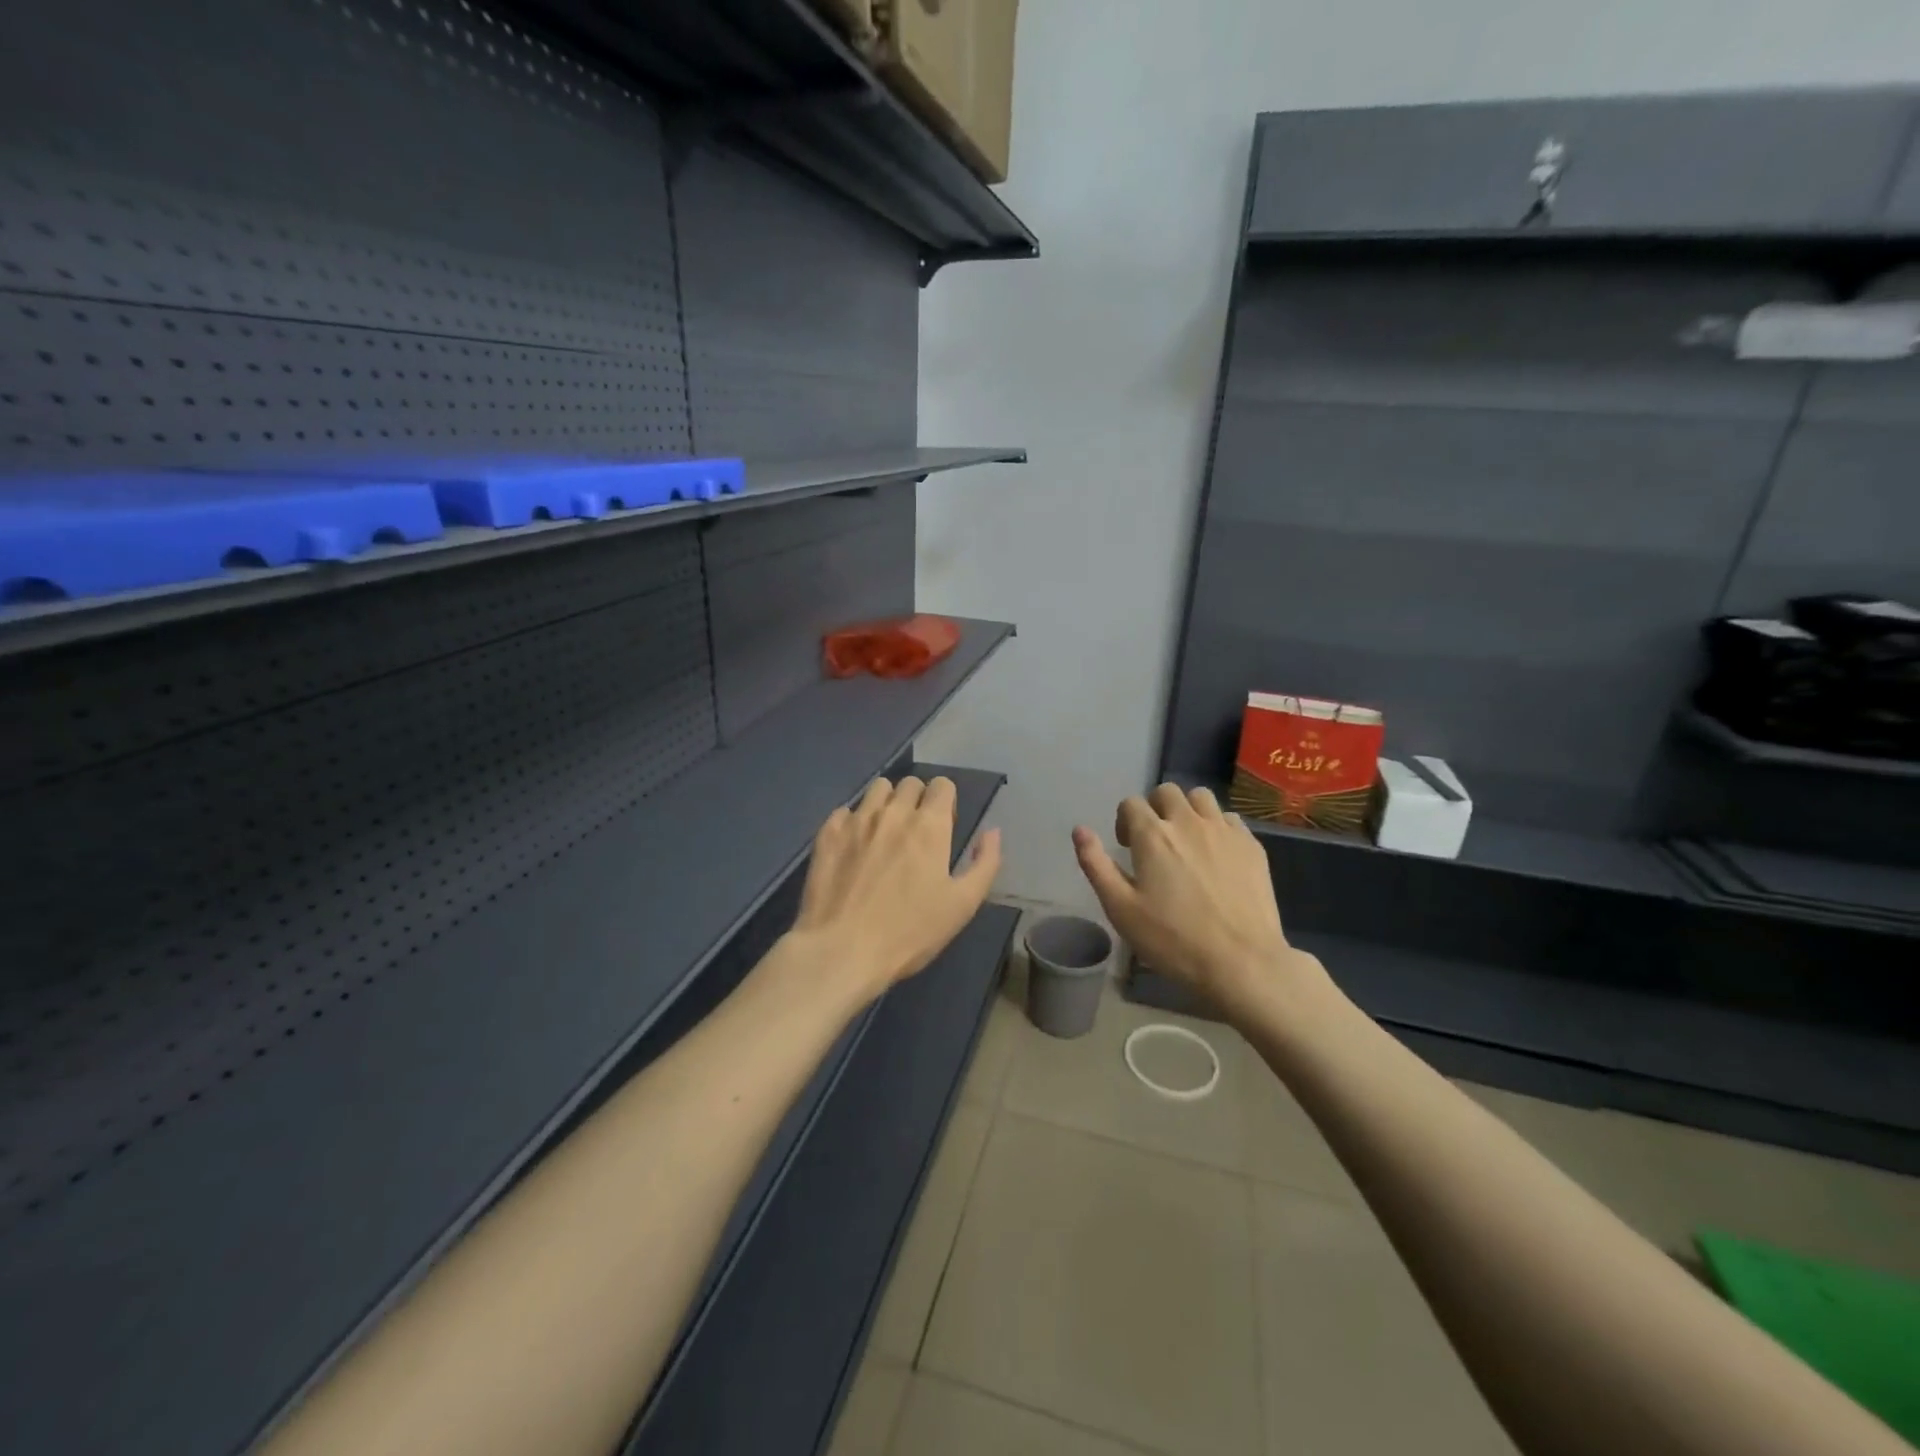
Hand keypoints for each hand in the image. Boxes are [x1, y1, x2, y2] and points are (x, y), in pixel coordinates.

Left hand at [789, 776, 1002, 1002]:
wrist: (842, 950)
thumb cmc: (909, 932)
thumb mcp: (963, 905)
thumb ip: (985, 863)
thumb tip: (992, 832)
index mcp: (929, 825)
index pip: (942, 785)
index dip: (946, 801)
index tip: (944, 827)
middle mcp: (893, 812)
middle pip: (910, 783)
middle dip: (918, 799)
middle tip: (915, 833)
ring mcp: (856, 820)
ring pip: (877, 789)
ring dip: (886, 802)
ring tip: (884, 833)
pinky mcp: (827, 833)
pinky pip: (845, 810)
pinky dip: (853, 821)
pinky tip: (853, 847)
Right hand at [1072, 783, 1322, 1018]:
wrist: (1242, 963)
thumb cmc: (1173, 940)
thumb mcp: (1121, 909)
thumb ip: (1096, 864)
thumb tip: (1079, 830)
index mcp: (1152, 835)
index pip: (1131, 803)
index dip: (1124, 821)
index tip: (1127, 847)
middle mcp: (1188, 822)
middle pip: (1166, 792)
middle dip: (1155, 808)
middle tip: (1155, 841)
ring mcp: (1224, 831)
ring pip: (1201, 797)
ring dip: (1187, 810)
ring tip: (1187, 840)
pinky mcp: (1251, 845)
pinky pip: (1229, 818)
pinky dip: (1217, 826)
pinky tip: (1217, 854)